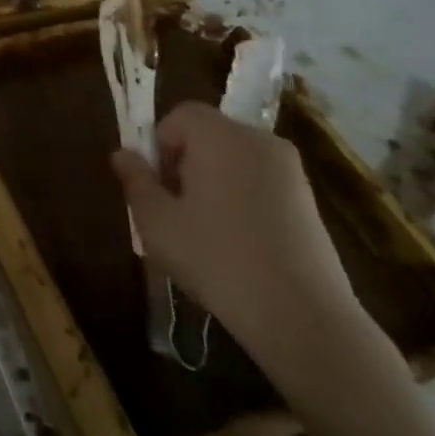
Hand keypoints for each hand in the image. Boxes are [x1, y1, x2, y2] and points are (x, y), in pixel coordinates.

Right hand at [110, 102, 369, 374]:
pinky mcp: (311, 204)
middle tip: (176, 208)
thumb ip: (136, 180)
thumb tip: (123, 154)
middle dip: (186, 162)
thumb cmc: (217, 259)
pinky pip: (261, 183)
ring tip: (205, 230)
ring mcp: (291, 172)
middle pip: (209, 135)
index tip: (158, 185)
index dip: (160, 144)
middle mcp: (259, 141)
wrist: (303, 319)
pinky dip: (243, 199)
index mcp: (220, 135)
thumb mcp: (156, 221)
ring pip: (235, 160)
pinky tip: (239, 244)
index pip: (180, 115)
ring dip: (214, 182)